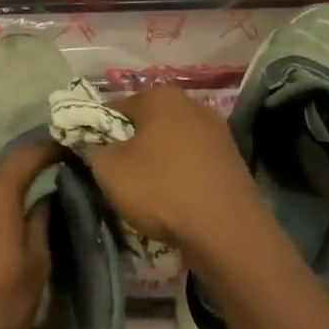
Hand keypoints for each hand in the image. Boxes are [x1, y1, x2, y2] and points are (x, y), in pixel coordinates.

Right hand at [80, 87, 262, 258]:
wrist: (227, 233)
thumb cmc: (161, 189)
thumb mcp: (108, 168)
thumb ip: (94, 148)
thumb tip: (99, 146)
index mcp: (161, 96)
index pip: (115, 108)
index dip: (99, 132)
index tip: (94, 158)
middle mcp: (193, 104)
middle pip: (147, 124)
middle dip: (132, 146)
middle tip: (119, 176)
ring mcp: (219, 133)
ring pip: (172, 145)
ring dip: (158, 163)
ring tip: (148, 194)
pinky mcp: (234, 162)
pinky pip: (194, 164)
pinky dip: (181, 178)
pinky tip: (176, 202)